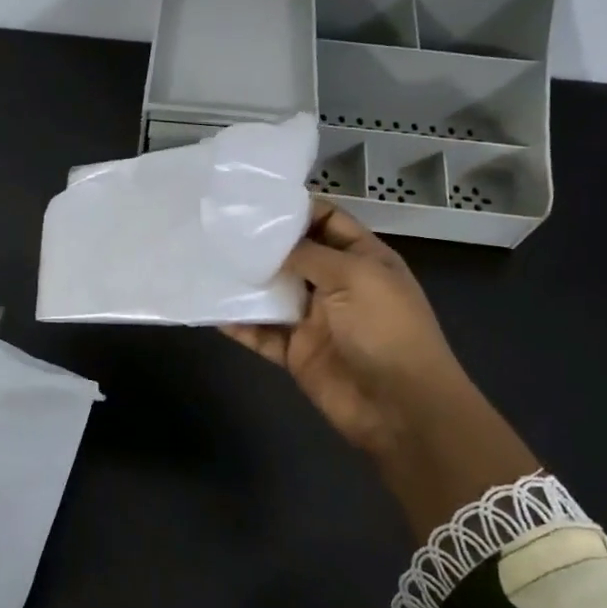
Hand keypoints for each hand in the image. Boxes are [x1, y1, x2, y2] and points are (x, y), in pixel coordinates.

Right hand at [222, 203, 461, 465]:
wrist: (400, 406)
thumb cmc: (386, 330)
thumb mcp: (355, 277)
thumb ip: (310, 254)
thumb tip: (269, 241)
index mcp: (362, 259)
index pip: (326, 222)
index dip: (294, 210)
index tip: (251, 201)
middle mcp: (337, 285)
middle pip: (294, 256)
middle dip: (260, 244)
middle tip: (216, 228)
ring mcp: (314, 320)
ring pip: (273, 294)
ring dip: (245, 282)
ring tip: (206, 262)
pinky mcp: (296, 352)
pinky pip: (261, 333)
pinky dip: (239, 323)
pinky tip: (211, 310)